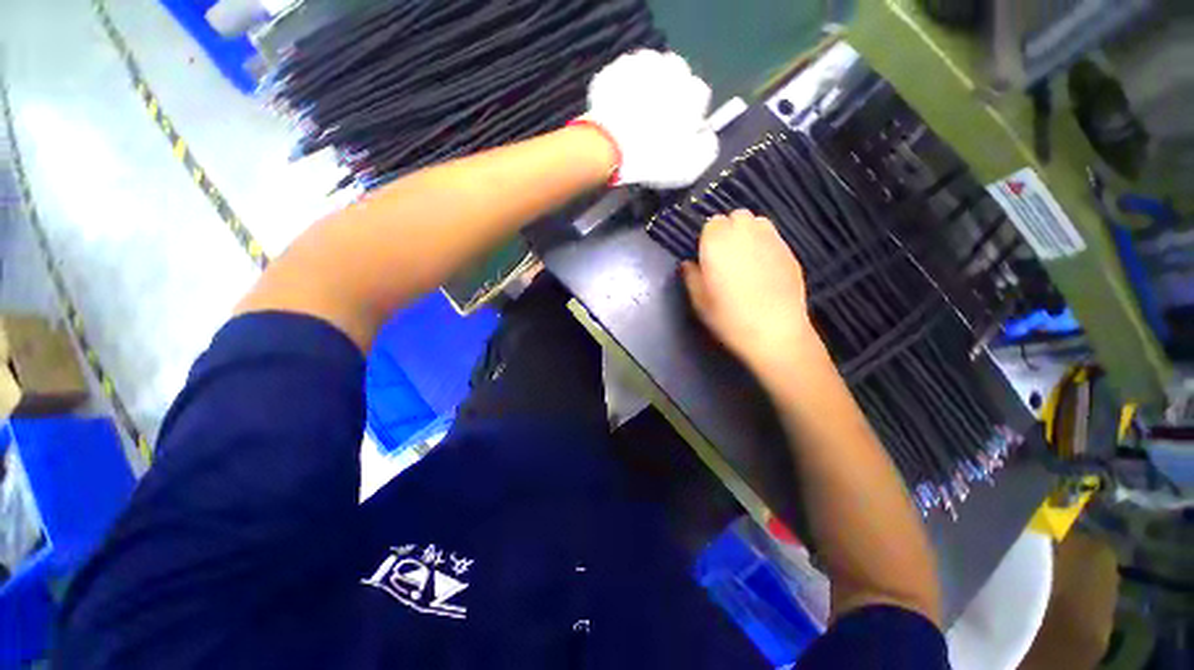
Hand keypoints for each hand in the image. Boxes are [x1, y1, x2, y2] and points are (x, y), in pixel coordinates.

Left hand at [585, 49, 717, 188]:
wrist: (609, 147)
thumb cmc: (652, 158)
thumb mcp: (689, 168)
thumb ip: (707, 149)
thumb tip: (706, 137)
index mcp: (692, 90)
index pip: (698, 97)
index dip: (687, 116)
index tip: (676, 133)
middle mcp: (670, 67)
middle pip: (675, 78)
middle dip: (668, 96)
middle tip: (654, 123)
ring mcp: (639, 64)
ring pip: (648, 74)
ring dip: (645, 90)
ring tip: (634, 116)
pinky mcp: (613, 70)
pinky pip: (622, 79)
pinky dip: (622, 92)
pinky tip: (617, 112)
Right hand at [682, 210, 818, 375]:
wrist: (775, 332)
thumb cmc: (729, 318)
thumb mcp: (700, 302)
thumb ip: (691, 277)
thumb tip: (688, 264)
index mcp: (717, 243)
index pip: (711, 223)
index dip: (708, 238)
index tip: (707, 256)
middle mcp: (745, 232)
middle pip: (736, 216)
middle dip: (729, 229)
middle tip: (725, 255)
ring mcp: (771, 239)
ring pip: (757, 222)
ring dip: (748, 232)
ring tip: (745, 256)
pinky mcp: (789, 251)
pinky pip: (773, 237)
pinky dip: (765, 244)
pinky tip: (764, 267)